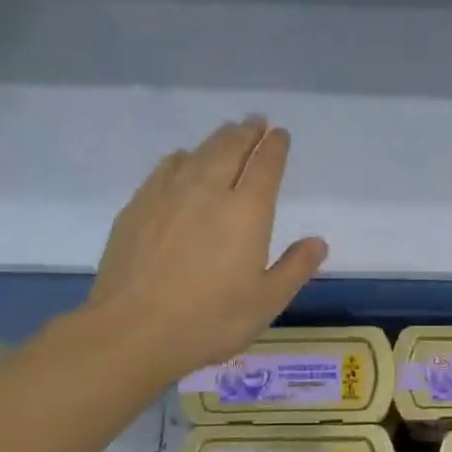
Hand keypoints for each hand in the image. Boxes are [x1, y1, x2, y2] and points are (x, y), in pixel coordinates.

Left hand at [84, 117, 326, 382]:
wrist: (133, 330)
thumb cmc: (211, 320)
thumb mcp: (267, 302)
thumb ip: (295, 268)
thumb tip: (317, 241)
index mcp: (247, 212)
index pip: (265, 166)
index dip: (275, 147)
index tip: (280, 134)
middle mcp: (209, 191)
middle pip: (230, 149)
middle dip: (246, 132)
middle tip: (255, 122)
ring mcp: (168, 195)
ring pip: (197, 153)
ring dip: (216, 139)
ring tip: (226, 133)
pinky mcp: (138, 207)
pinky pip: (165, 168)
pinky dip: (181, 157)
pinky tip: (181, 160)